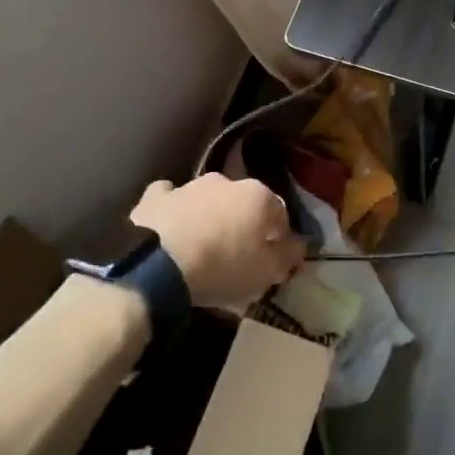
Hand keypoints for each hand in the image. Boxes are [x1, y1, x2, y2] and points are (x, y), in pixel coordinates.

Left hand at [133, 174, 304, 308]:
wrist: (156, 264)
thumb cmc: (221, 267)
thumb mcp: (265, 272)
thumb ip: (286, 256)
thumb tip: (298, 245)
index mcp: (258, 196)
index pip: (280, 215)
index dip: (279, 239)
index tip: (274, 262)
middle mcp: (226, 181)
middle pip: (243, 204)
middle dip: (243, 224)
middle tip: (237, 255)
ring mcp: (189, 185)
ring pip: (207, 199)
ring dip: (209, 216)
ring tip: (202, 247)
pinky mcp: (155, 196)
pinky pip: (170, 199)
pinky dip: (173, 210)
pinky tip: (169, 228)